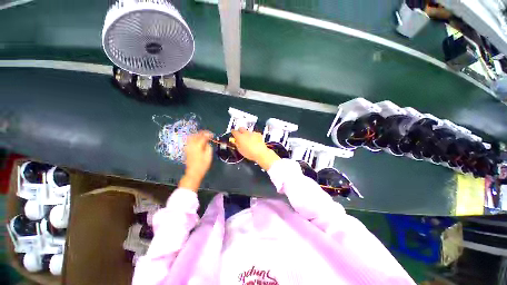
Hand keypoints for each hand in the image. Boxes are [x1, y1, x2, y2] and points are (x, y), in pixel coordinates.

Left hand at [179, 131, 212, 190]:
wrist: (194, 172)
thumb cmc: (203, 165)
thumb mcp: (209, 155)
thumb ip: (208, 147)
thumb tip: (207, 143)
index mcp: (198, 145)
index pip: (203, 136)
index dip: (208, 134)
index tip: (212, 135)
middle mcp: (192, 144)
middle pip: (196, 135)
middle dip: (202, 133)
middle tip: (208, 134)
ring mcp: (188, 147)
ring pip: (191, 137)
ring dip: (197, 135)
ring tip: (202, 136)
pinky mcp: (186, 149)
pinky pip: (189, 140)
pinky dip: (193, 138)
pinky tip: (197, 140)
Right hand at [231, 127, 279, 169]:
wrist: (260, 153)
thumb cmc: (249, 153)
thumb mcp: (240, 150)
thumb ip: (237, 144)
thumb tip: (236, 141)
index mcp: (240, 137)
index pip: (234, 131)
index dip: (233, 132)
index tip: (233, 133)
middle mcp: (246, 133)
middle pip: (241, 128)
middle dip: (240, 130)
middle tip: (240, 135)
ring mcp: (252, 133)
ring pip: (248, 131)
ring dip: (247, 134)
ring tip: (248, 140)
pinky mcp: (258, 134)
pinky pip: (254, 133)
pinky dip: (253, 136)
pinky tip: (254, 141)